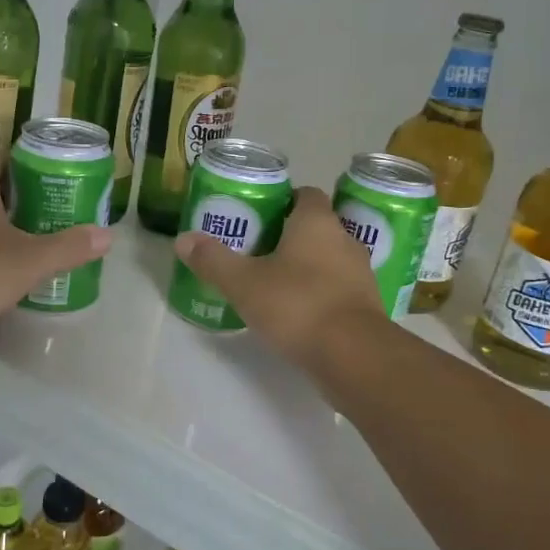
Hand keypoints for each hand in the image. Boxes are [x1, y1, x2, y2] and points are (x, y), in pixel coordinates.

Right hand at [173, 186, 389, 372]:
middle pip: (316, 226)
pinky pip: (338, 288)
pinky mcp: (366, 305)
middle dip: (289, 235)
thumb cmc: (297, 305)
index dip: (282, 200)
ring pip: (329, 258)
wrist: (354, 356)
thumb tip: (183, 239)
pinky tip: (297, 311)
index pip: (305, 194)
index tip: (258, 215)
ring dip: (306, 266)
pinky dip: (320, 293)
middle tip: (256, 249)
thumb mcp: (244, 283)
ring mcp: (360, 273)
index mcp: (316, 222)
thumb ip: (213, 260)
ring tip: (274, 282)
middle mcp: (344, 239)